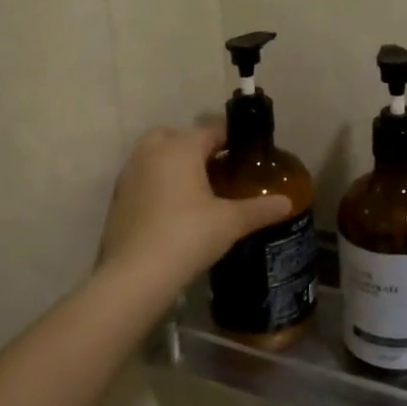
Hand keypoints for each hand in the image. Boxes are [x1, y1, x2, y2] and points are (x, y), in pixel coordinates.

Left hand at [97, 125, 292, 296]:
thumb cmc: (187, 237)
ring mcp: (129, 174)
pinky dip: (157, 183)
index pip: (211, 129)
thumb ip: (260, 209)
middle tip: (217, 168)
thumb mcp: (231, 222)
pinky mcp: (118, 198)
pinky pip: (142, 177)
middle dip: (195, 145)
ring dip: (173, 163)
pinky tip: (173, 209)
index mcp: (180, 148)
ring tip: (196, 189)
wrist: (134, 276)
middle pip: (176, 135)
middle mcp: (151, 152)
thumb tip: (287, 202)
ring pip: (154, 155)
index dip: (231, 137)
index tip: (247, 152)